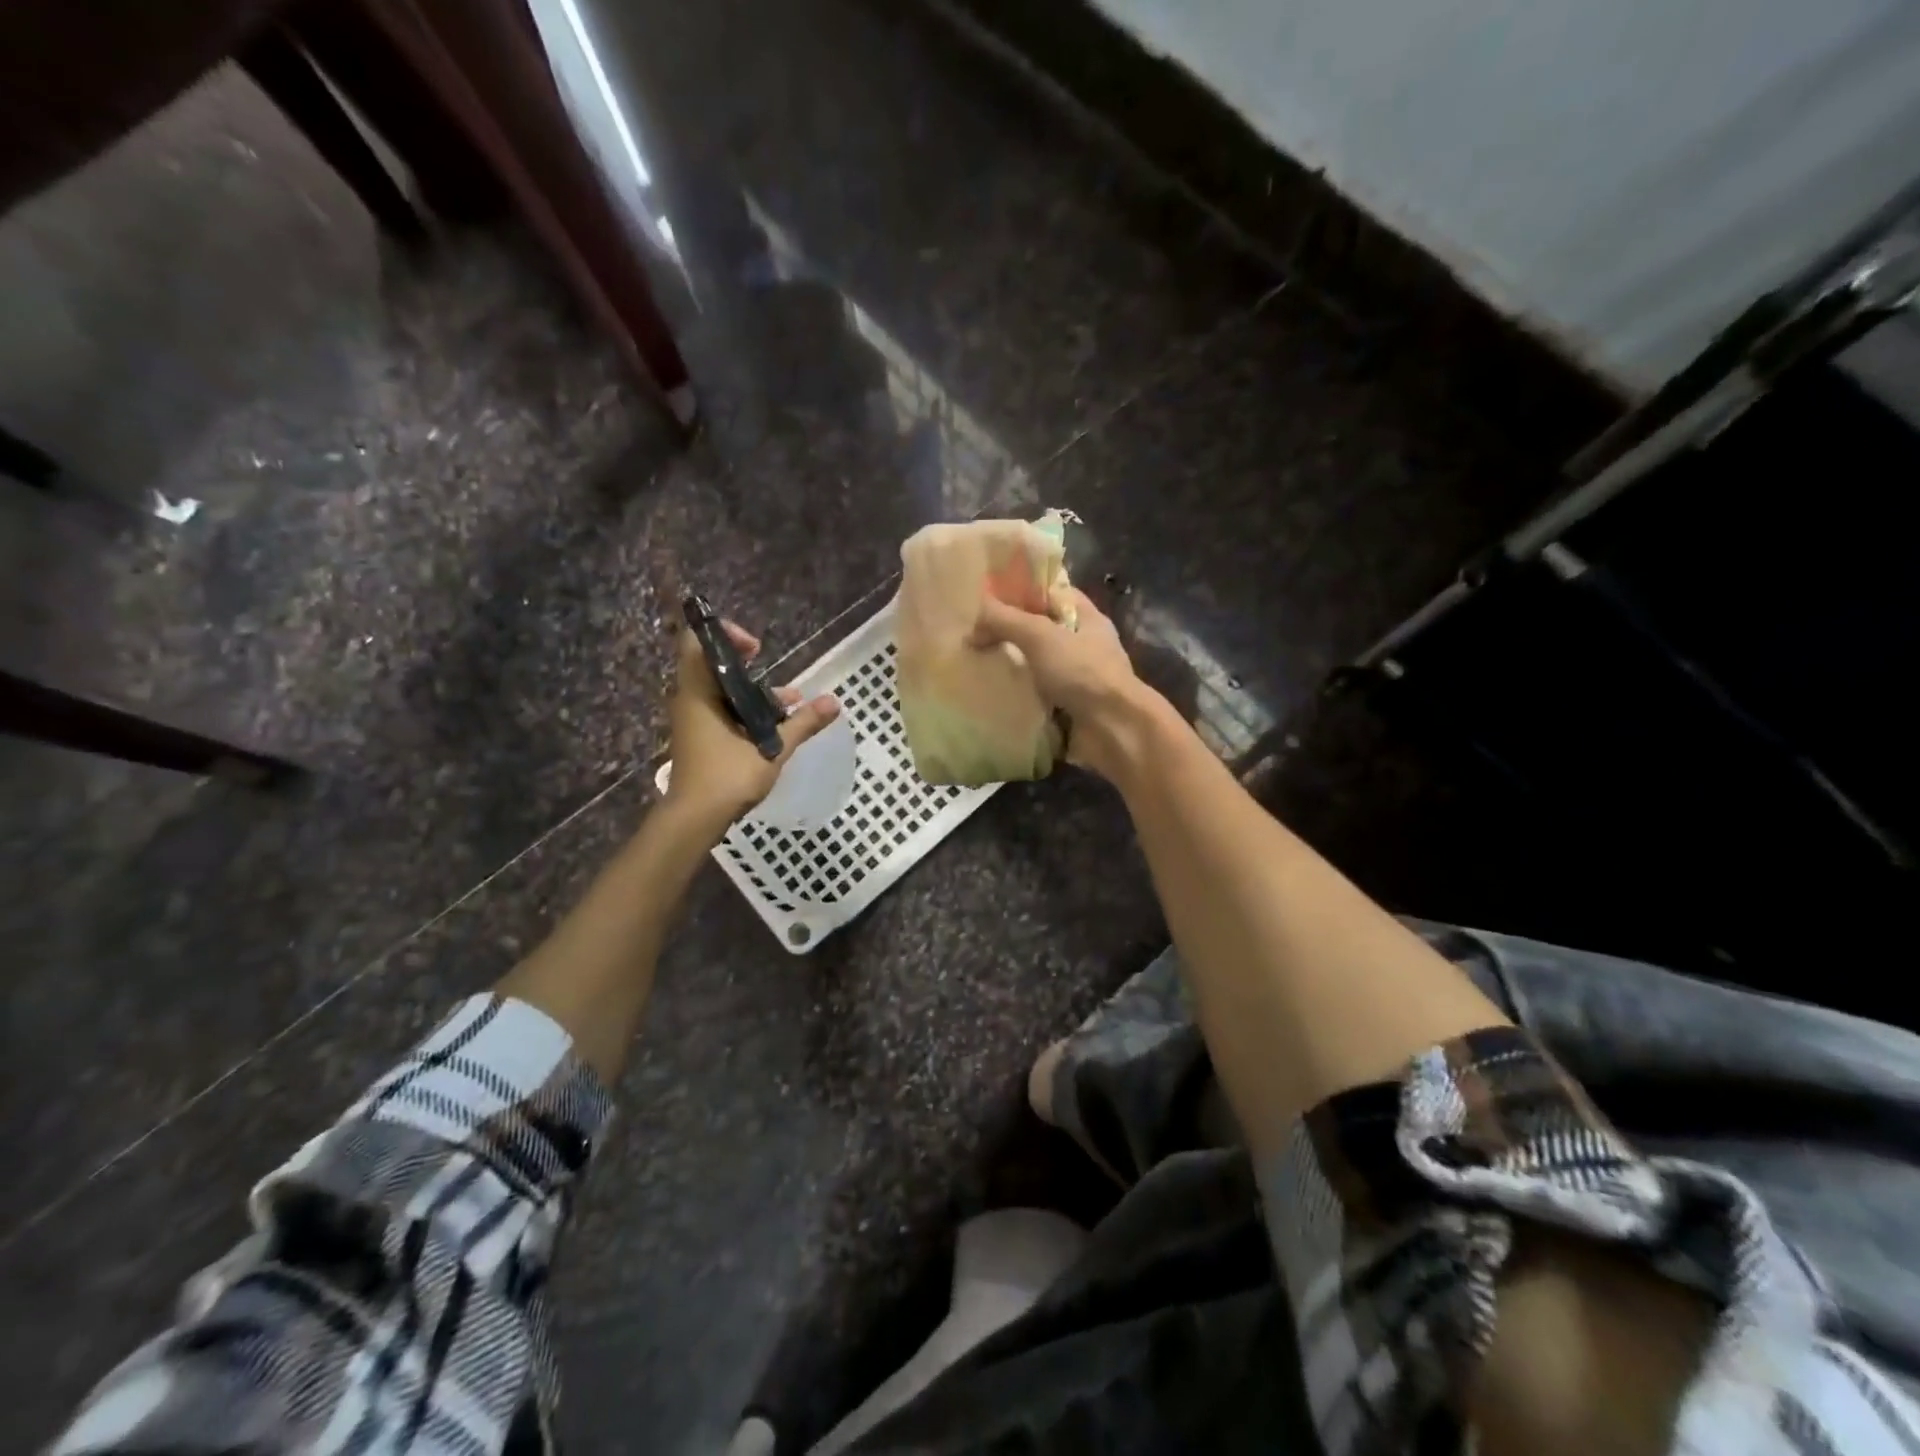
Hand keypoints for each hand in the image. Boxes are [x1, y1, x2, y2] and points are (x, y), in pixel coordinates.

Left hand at [666, 621, 839, 828]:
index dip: (725, 635)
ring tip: (789, 702)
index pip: (697, 642)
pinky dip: (746, 710)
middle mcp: (691, 700)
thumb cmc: (727, 777)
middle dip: (747, 665)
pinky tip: (777, 724)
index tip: (756, 650)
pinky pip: (722, 710)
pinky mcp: (701, 738)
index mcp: (698, 694)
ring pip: (722, 691)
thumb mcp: (771, 748)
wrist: (694, 820)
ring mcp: (694, 720)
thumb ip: (803, 723)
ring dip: (753, 691)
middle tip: (773, 672)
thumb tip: (834, 702)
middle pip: (713, 665)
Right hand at [970, 588, 1164, 779]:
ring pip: (1037, 666)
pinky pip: (1036, 698)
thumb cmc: (1083, 672)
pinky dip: (1016, 697)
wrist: (1114, 731)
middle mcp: (1084, 647)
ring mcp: (1078, 681)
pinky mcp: (1068, 710)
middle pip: (1041, 631)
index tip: (987, 594)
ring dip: (1011, 667)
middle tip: (972, 632)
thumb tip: (972, 619)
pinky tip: (989, 694)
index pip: (1052, 593)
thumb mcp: (1040, 635)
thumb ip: (1004, 620)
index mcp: (1087, 619)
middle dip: (1010, 632)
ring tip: (973, 662)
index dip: (1022, 590)